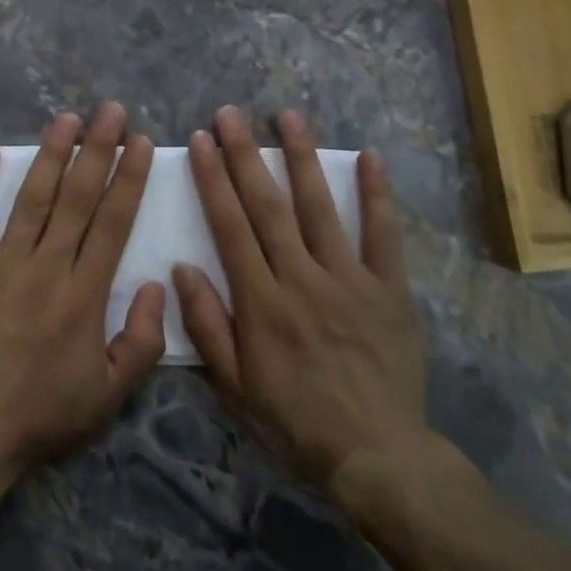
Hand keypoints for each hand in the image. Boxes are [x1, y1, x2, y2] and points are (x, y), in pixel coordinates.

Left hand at [0, 103, 167, 480]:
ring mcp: (2, 263)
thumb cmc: (42, 414)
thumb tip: (159, 285)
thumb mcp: (109, 395)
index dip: (130, 179)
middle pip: (78, 197)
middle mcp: (47, 267)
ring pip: (33, 197)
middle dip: (98, 149)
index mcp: (85, 294)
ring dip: (52, 153)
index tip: (141, 143)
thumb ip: (143, 341)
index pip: (113, 223)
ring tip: (67, 117)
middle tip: (111, 110)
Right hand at [175, 106, 432, 491]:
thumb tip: (182, 267)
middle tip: (230, 113)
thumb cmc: (296, 421)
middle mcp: (301, 278)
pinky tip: (370, 157)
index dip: (213, 180)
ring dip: (301, 158)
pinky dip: (377, 195)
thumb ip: (207, 325)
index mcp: (261, 301)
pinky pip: (382, 235)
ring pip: (319, 208)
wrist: (378, 457)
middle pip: (267, 206)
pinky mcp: (388, 289)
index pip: (230, 226)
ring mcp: (348, 279)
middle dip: (245, 155)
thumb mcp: (235, 387)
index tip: (201, 140)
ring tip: (288, 116)